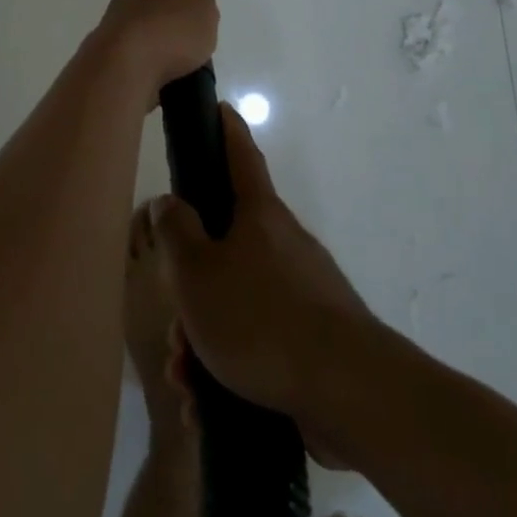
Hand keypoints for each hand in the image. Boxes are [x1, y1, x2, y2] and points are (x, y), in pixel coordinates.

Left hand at [91, 0, 217, 102]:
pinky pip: (141, 56)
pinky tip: (171, 76)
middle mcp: (126, 0)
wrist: (123, 75)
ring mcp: (116, 31)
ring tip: (187, 53)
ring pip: (142, 25)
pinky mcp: (115, 62)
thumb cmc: (166, 29)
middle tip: (184, 10)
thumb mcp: (199, 6)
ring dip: (160, 34)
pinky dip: (156, 62)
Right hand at [151, 104, 376, 444]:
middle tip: (175, 324)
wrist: (347, 392)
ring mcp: (303, 293)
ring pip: (238, 303)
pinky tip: (209, 408)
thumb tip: (169, 202)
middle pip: (227, 247)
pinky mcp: (312, 342)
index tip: (221, 108)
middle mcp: (284, 245)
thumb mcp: (197, 272)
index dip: (227, 130)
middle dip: (194, 285)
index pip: (241, 156)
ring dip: (205, 339)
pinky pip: (259, 344)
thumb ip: (176, 232)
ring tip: (187, 379)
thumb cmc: (260, 317)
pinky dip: (230, 369)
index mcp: (259, 215)